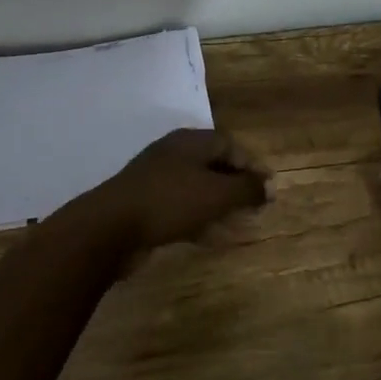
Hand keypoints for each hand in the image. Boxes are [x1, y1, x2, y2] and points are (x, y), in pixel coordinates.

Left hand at [86, 128, 270, 250]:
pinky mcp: (146, 204)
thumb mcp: (216, 194)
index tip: (269, 189)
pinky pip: (181, 207)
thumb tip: (271, 185)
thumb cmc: (169, 202)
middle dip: (236, 186)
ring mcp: (157, 179)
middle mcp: (174, 154)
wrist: (109, 227)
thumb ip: (246, 189)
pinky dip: (199, 218)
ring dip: (219, 204)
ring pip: (197, 188)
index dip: (252, 165)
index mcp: (190, 142)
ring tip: (238, 224)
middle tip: (256, 207)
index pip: (230, 145)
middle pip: (213, 165)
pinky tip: (209, 237)